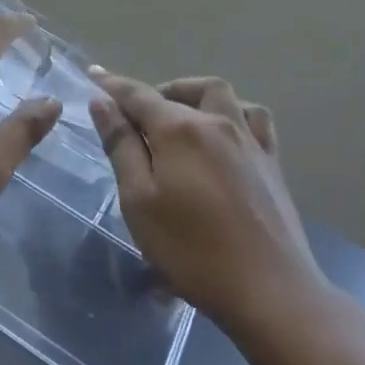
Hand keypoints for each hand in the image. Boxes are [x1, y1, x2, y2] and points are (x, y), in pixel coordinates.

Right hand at [89, 72, 333, 339]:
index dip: (112, 85)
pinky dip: (232, 113)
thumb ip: (121, 146)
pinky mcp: (271, 163)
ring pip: (222, 96)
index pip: (137, 95)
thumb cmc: (191, 249)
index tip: (93, 74)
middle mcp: (217, 122)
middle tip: (134, 118)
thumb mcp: (139, 200)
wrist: (268, 290)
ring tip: (179, 118)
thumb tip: (102, 101)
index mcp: (179, 130)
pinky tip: (224, 134)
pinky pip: (253, 119)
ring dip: (194, 96)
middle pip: (183, 90)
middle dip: (154, 93)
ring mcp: (250, 141)